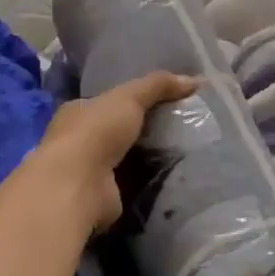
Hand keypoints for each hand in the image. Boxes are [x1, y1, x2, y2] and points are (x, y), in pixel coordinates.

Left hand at [35, 71, 196, 230]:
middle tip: (180, 128)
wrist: (79, 185)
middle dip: (143, 131)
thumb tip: (196, 79)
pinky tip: (171, 177)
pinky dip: (147, 181)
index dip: (134, 100)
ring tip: (183, 152)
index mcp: (78, 112)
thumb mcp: (130, 97)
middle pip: (117, 131)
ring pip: (124, 159)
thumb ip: (158, 85)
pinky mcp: (102, 196)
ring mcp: (88, 171)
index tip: (164, 102)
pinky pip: (131, 183)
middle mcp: (78, 140)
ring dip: (147, 158)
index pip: (107, 102)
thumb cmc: (96, 131)